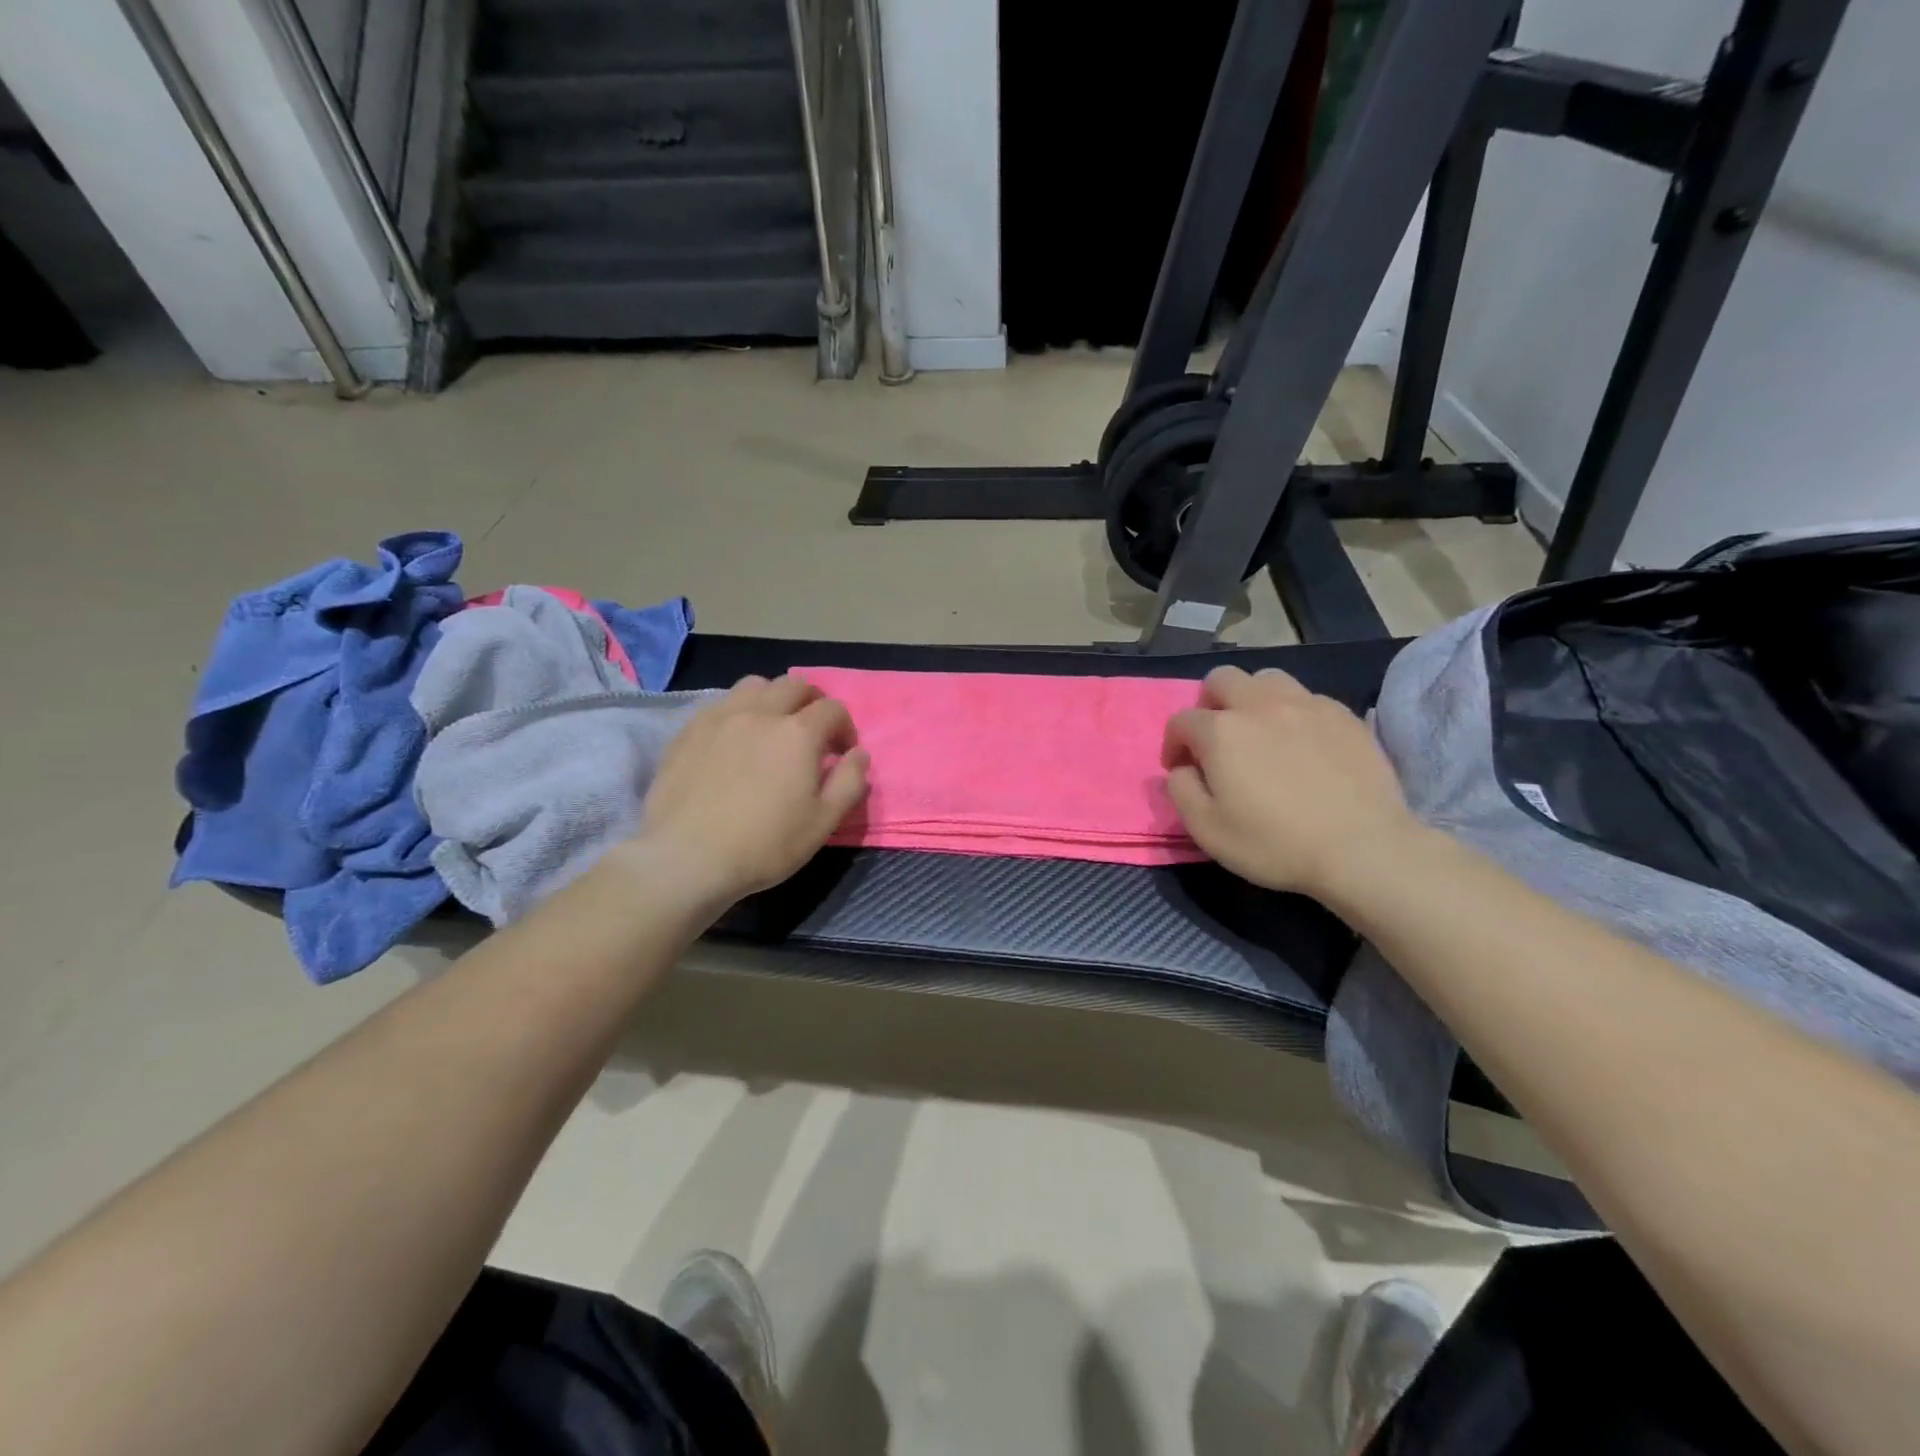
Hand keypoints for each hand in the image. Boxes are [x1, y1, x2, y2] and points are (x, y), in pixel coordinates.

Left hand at [628, 675, 868, 907]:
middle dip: (813, 703)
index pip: (832, 708)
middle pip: (794, 685)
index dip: (845, 727)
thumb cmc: (764, 845)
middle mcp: (760, 713)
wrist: (687, 858)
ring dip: (773, 699)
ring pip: (755, 686)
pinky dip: (739, 712)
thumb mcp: (823, 822)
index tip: (842, 754)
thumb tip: (859, 754)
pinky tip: (735, 742)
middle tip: (813, 735)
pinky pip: (721, 704)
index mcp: (798, 733)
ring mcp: (720, 717)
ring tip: (772, 729)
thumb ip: (849, 782)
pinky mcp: (689, 730)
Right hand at [1162, 666, 1421, 898]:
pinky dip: (1293, 712)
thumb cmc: (1275, 844)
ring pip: (1267, 678)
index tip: (1181, 768)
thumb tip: (1182, 768)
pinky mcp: (1344, 715)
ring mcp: (1307, 705)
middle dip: (1209, 703)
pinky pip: (1307, 698)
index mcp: (1221, 732)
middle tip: (1216, 738)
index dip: (1173, 744)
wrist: (1362, 849)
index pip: (1182, 720)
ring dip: (1252, 698)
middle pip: (1222, 679)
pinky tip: (1302, 742)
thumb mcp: (1207, 829)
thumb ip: (1181, 790)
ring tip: (1259, 730)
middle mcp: (1260, 705)